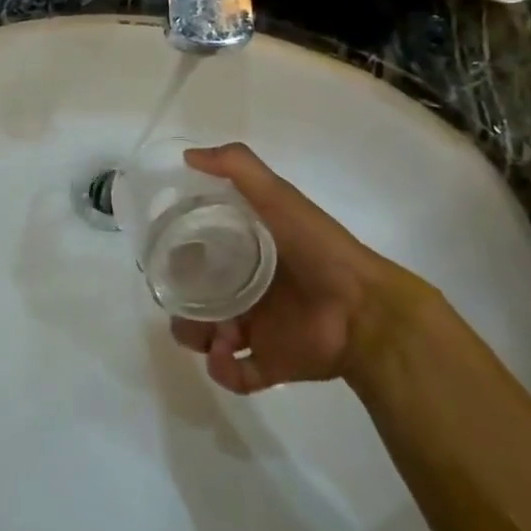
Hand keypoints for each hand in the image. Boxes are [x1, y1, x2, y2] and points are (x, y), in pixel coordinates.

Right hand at [168, 143, 427, 392]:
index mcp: (248, 251)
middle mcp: (249, 289)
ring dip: (199, 337)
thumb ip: (237, 167)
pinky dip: (223, 371)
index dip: (179, 256)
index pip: (199, 254)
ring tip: (214, 334)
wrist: (365, 308)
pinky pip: (235, 374)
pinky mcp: (271, 362)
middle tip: (184, 303)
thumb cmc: (316, 248)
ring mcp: (259, 328)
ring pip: (209, 337)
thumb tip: (188, 155)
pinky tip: (227, 355)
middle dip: (183, 304)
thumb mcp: (277, 195)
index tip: (166, 256)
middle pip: (198, 299)